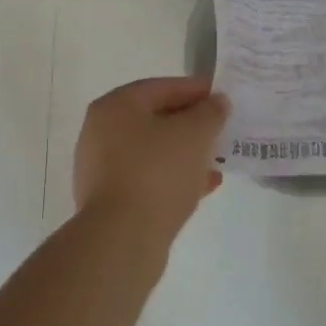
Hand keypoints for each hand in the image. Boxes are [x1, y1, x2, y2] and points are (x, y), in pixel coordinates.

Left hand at [73, 77, 228, 238]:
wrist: (122, 238)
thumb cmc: (158, 172)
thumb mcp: (195, 133)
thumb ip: (210, 112)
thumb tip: (217, 103)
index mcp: (116, 107)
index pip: (162, 87)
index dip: (196, 90)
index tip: (224, 98)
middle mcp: (101, 132)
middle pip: (156, 119)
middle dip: (191, 124)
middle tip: (221, 129)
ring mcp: (102, 168)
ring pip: (153, 151)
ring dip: (185, 153)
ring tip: (217, 160)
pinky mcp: (110, 200)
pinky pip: (148, 178)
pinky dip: (174, 177)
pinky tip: (204, 186)